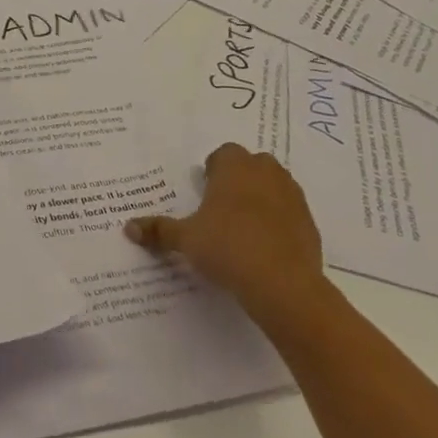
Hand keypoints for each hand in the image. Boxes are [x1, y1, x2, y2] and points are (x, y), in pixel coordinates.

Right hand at [124, 143, 327, 318]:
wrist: (283, 284)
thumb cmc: (227, 248)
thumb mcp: (186, 239)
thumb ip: (159, 230)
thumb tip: (128, 228)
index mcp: (235, 167)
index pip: (224, 153)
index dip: (214, 169)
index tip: (205, 190)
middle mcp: (266, 172)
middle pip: (252, 164)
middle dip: (239, 179)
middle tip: (222, 207)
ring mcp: (292, 196)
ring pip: (274, 186)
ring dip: (261, 197)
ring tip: (244, 227)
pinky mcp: (309, 223)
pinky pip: (290, 213)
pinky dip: (279, 222)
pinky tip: (266, 247)